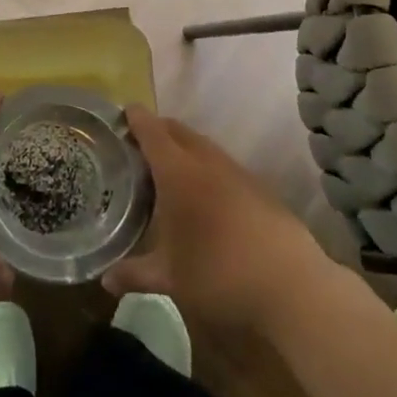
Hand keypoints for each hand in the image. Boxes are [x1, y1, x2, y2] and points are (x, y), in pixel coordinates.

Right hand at [103, 105, 326, 331]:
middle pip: (179, 132)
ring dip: (184, 147)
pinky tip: (206, 193)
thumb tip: (106, 280)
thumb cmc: (218, 275)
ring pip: (204, 146)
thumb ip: (135, 274)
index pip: (152, 133)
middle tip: (140, 141)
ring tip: (170, 166)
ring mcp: (238, 173)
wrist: (291, 286)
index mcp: (178, 174)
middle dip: (159, 129)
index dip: (137, 119)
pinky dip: (207, 167)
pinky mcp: (260, 189)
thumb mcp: (170, 278)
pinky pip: (224, 165)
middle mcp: (207, 163)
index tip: (124, 111)